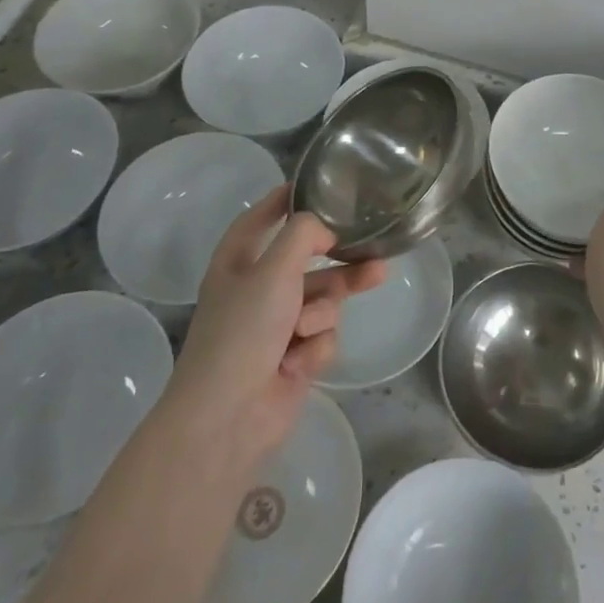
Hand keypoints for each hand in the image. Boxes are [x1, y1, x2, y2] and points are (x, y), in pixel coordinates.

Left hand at [163, 185, 385, 487]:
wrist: (227, 418)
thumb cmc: (243, 332)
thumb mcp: (273, 270)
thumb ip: (304, 234)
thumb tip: (326, 229)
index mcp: (238, 262)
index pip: (261, 218)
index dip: (285, 200)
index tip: (318, 184)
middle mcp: (257, 290)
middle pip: (309, 261)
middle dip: (341, 260)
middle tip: (376, 253)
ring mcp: (276, 326)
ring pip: (323, 299)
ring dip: (325, 309)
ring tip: (345, 302)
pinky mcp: (293, 358)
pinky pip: (322, 336)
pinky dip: (315, 347)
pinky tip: (296, 364)